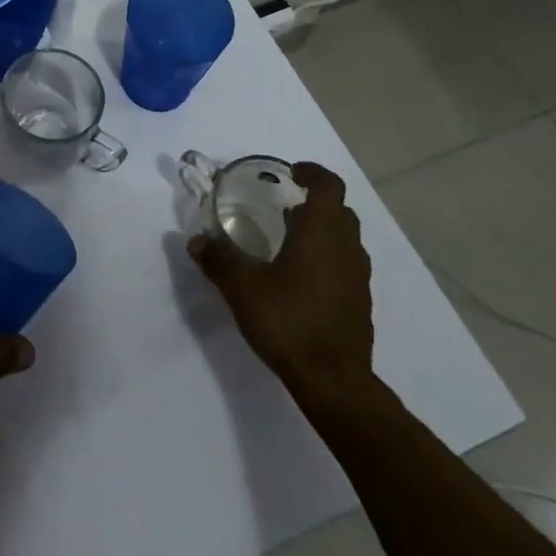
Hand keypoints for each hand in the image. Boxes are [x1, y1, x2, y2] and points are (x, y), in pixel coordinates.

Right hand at [188, 161, 374, 414]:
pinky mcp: (360, 302)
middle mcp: (345, 247)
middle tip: (284, 207)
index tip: (291, 174)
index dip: (312, 173)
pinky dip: (328, 257)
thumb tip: (196, 240)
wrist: (334, 382)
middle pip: (340, 210)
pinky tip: (301, 278)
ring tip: (289, 240)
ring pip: (345, 238)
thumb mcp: (242, 288)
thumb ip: (218, 260)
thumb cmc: (289, 321)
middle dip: (315, 202)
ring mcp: (358, 276)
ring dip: (322, 230)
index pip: (329, 185)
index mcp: (321, 232)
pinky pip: (346, 264)